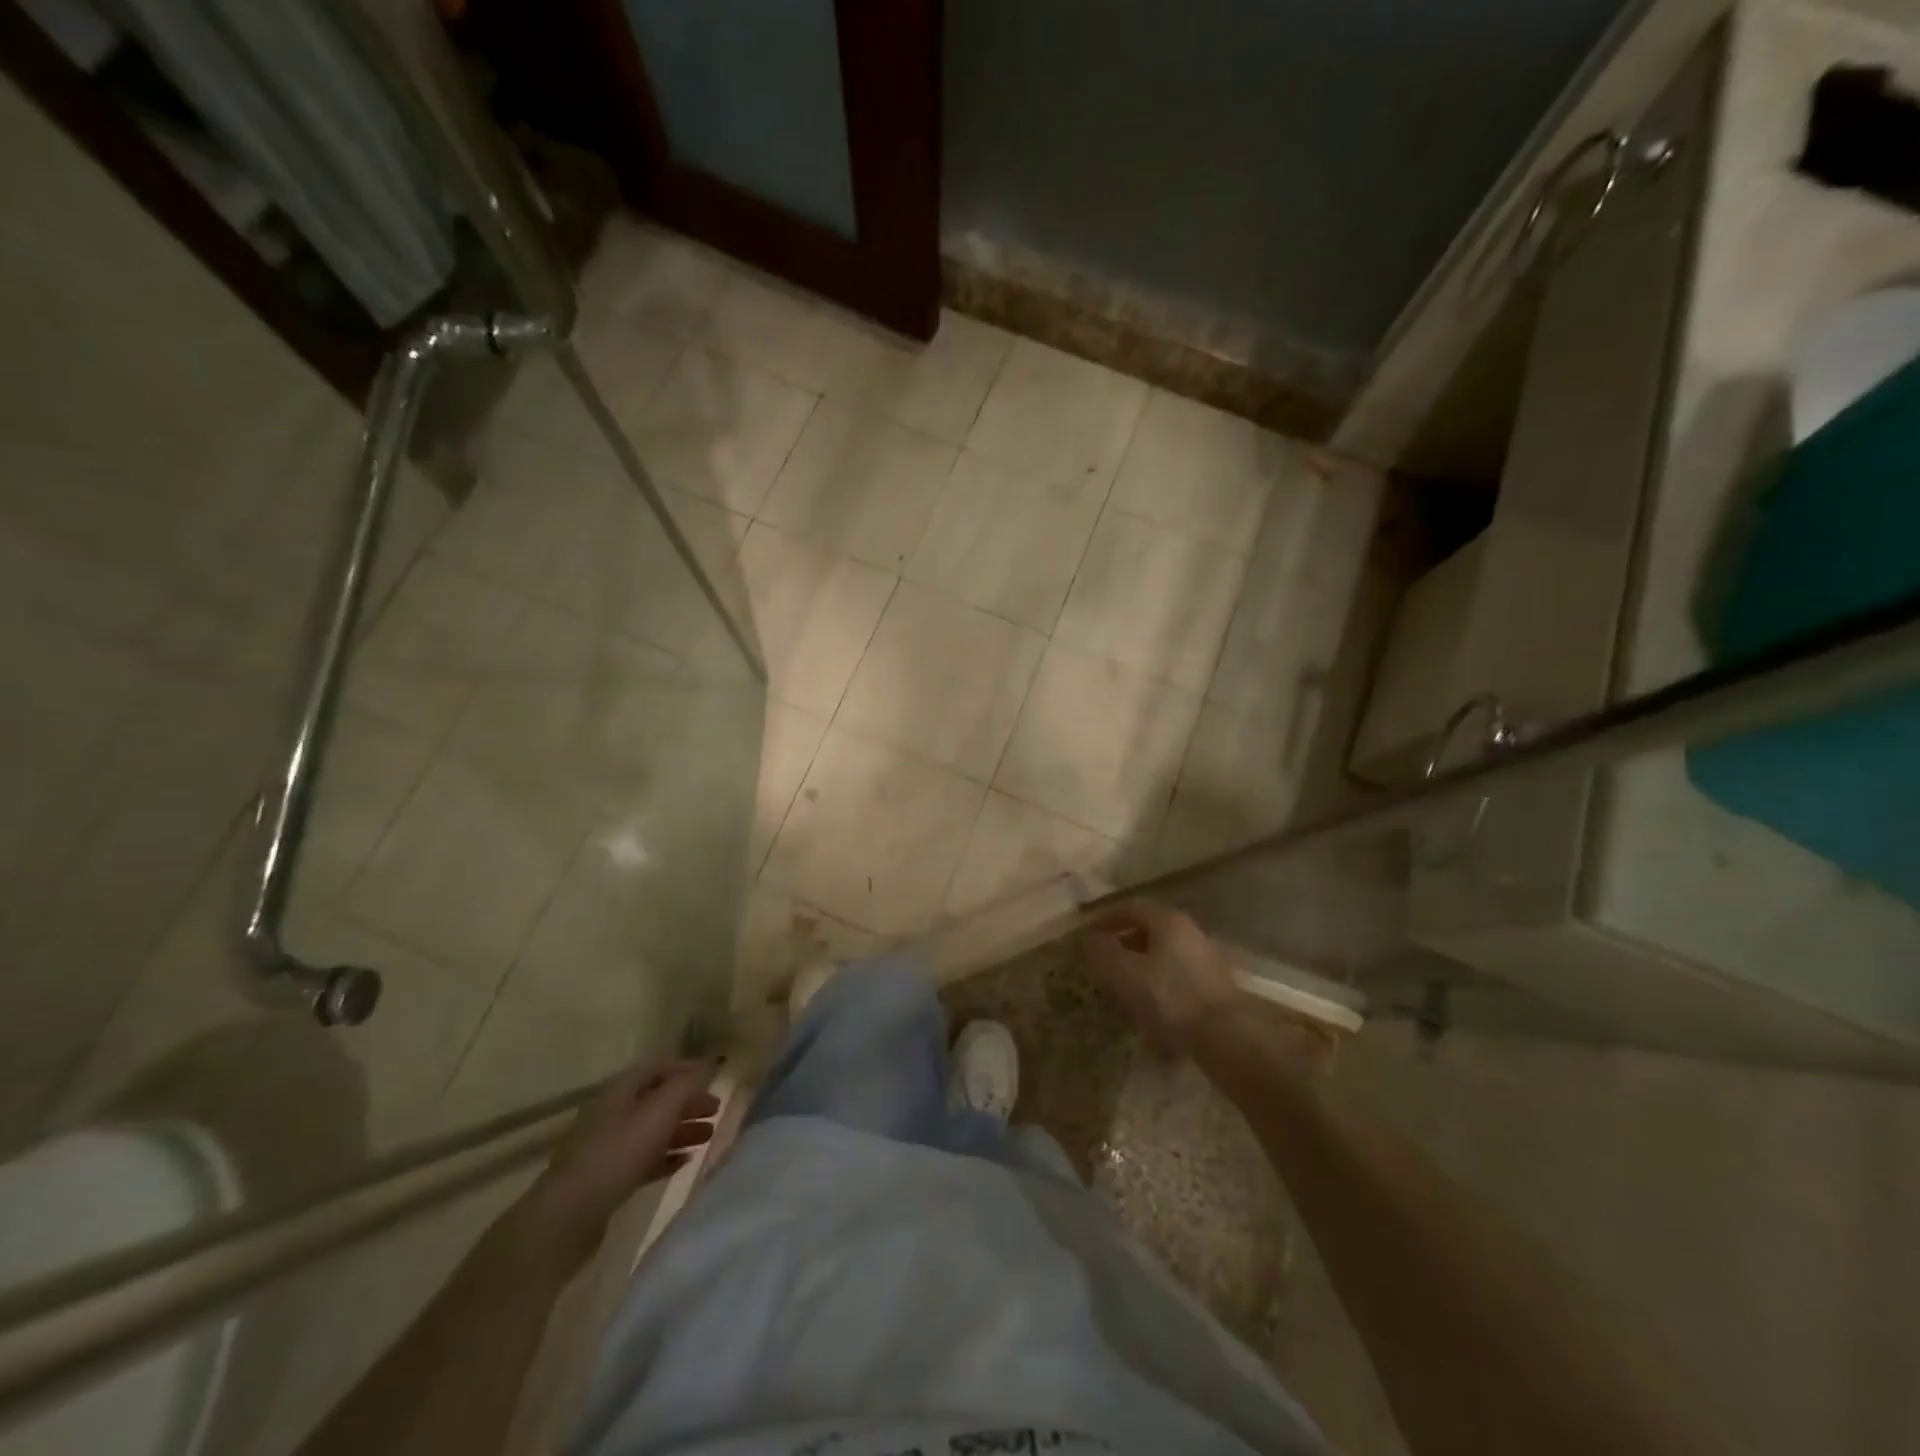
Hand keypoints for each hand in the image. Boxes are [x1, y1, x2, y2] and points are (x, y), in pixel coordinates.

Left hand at [509, 1059, 718, 1274]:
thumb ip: (686, 1085)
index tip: (714, 1076)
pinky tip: (685, 1162)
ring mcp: (609, 1146)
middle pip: (657, 1099)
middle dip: (688, 1102)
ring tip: (709, 1136)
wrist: (568, 1216)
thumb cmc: (618, 1153)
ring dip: (682, 1129)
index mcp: (621, 1089)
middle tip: (717, 1110)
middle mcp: (614, 1112)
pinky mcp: (608, 1177)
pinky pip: (644, 1159)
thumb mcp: (659, 1112)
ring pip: (653, 1130)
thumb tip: (708, 1064)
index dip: (687, 1068)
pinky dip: (666, 1156)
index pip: (659, 1067)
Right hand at [1081, 900, 1238, 1054]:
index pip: (1132, 907)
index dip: (1106, 917)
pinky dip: (1159, 985)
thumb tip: (1089, 939)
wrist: (1226, 1036)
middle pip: (1151, 930)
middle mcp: (1191, 933)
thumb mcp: (1124, 973)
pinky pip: (1178, 978)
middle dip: (1124, 944)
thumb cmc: (1169, 996)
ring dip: (1141, 967)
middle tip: (1103, 962)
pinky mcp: (1215, 988)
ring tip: (1122, 989)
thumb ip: (1102, 952)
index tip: (1088, 933)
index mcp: (1168, 921)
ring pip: (1164, 956)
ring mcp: (1207, 960)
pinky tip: (1149, 1009)